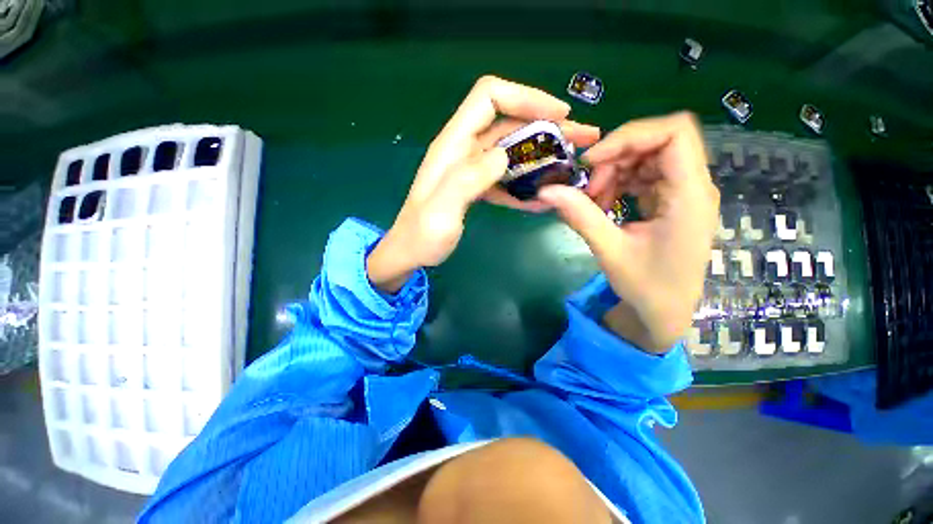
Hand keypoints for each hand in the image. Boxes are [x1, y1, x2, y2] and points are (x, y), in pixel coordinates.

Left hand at [368, 76, 599, 292]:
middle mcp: (463, 150)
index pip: (489, 98)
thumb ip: (468, 180)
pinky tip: (544, 197)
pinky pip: (506, 177)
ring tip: (571, 165)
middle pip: (509, 122)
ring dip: (543, 155)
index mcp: (452, 146)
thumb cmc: (421, 236)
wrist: (410, 253)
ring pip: (512, 150)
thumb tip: (503, 155)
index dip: (525, 97)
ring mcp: (471, 169)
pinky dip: (526, 183)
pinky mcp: (476, 186)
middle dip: (547, 126)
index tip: (559, 116)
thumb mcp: (441, 211)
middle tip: (583, 139)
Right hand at [537, 113, 718, 352]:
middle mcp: (693, 186)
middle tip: (589, 189)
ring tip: (593, 201)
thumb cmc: (646, 287)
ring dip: (614, 172)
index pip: (674, 133)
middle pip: (657, 142)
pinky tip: (604, 205)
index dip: (630, 136)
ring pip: (647, 157)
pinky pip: (644, 176)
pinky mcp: (670, 201)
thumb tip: (545, 191)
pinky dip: (619, 184)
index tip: (592, 161)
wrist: (665, 312)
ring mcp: (683, 193)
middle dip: (616, 158)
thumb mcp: (609, 251)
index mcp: (690, 196)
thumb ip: (580, 216)